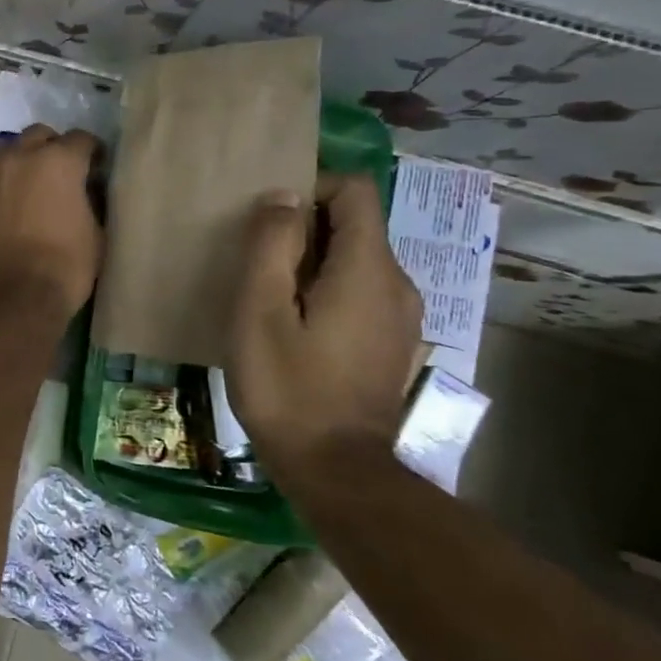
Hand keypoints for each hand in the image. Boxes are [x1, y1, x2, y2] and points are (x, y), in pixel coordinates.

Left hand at [0, 124, 103, 315]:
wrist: (10, 298)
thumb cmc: (64, 267)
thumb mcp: (96, 234)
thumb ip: (90, 202)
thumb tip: (84, 192)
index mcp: (58, 161)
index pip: (80, 139)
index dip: (91, 152)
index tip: (96, 166)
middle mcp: (19, 158)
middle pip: (38, 135)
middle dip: (51, 147)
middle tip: (59, 171)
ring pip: (5, 152)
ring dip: (19, 160)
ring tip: (27, 183)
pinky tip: (4, 210)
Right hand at [226, 173, 423, 479]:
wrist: (336, 473)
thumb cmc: (288, 387)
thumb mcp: (260, 309)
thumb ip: (272, 244)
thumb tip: (284, 196)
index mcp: (368, 268)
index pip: (355, 190)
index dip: (312, 188)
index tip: (270, 221)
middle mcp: (398, 284)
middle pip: (356, 224)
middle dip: (306, 228)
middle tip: (258, 262)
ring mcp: (402, 317)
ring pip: (357, 260)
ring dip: (314, 262)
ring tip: (271, 296)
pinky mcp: (393, 344)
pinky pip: (361, 292)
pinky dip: (328, 290)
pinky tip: (295, 327)